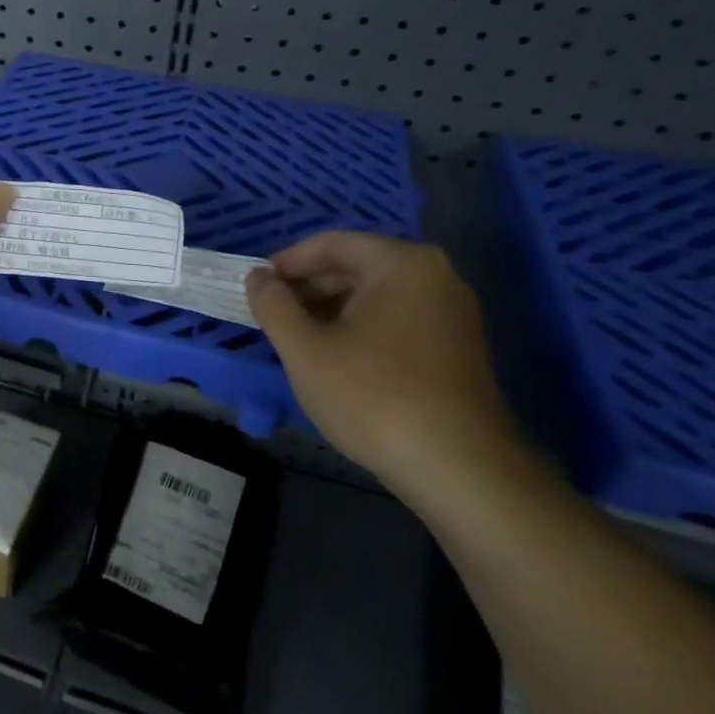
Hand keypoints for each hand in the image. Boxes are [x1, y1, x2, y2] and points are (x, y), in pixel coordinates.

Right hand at [246, 231, 519, 499]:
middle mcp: (434, 277)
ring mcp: (451, 313)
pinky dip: (358, 329)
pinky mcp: (456, 347)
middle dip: (307, 288)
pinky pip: (394, 320)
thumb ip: (272, 304)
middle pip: (354, 266)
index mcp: (401, 264)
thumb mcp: (304, 349)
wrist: (459, 469)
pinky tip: (333, 360)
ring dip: (329, 311)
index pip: (330, 244)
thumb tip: (257, 277)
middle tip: (271, 316)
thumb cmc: (373, 396)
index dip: (285, 263)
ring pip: (373, 296)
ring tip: (295, 340)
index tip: (255, 288)